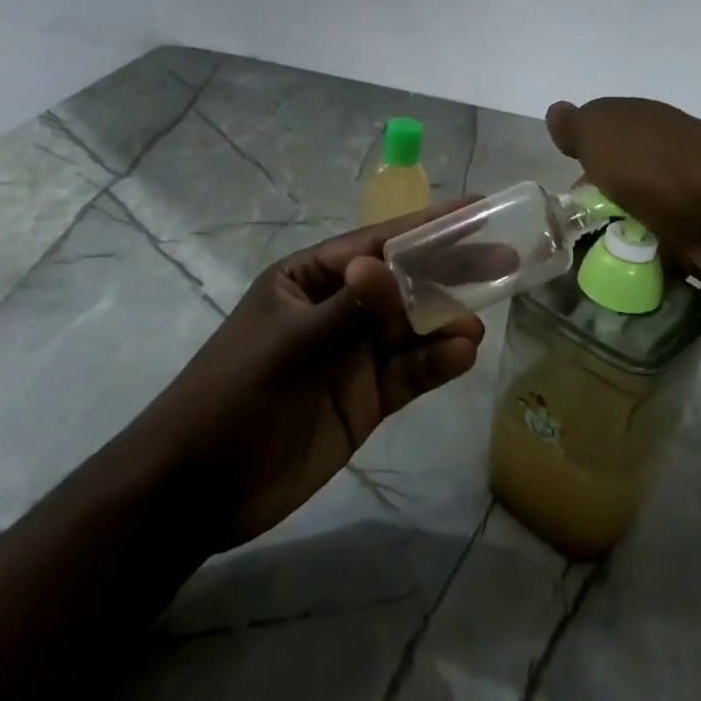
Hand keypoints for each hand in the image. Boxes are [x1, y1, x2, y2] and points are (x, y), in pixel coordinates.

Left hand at [151, 201, 485, 550]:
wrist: (197, 490)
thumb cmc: (235, 399)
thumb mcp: (289, 348)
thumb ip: (347, 310)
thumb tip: (387, 266)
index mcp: (310, 279)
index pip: (379, 243)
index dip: (429, 226)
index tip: (478, 210)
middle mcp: (338, 309)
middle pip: (405, 283)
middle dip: (450, 271)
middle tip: (504, 260)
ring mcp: (354, 355)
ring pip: (413, 329)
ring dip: (445, 323)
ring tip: (473, 328)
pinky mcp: (366, 398)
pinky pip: (410, 373)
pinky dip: (436, 364)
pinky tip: (461, 357)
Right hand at [545, 97, 700, 305]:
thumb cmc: (655, 167)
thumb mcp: (601, 132)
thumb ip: (578, 126)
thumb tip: (557, 112)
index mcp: (654, 132)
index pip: (616, 147)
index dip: (591, 171)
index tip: (571, 204)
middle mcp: (683, 166)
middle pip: (641, 194)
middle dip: (616, 219)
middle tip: (584, 252)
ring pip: (667, 236)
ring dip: (644, 258)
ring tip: (609, 285)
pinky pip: (693, 277)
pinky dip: (675, 291)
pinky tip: (647, 303)